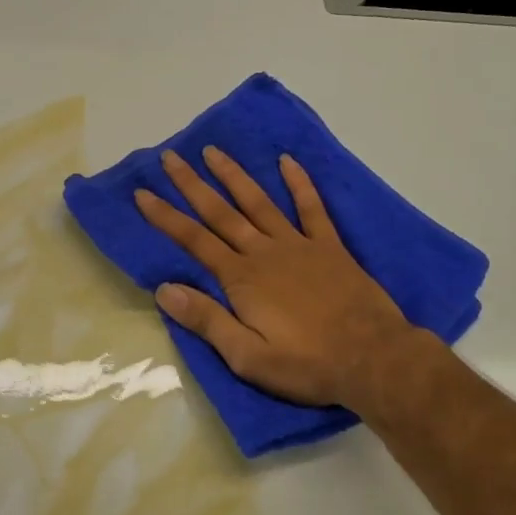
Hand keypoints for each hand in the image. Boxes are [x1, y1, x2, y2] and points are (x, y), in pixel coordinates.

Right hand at [134, 146, 439, 412]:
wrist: (372, 358)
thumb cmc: (306, 363)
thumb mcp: (247, 357)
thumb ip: (207, 320)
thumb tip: (164, 289)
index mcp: (241, 279)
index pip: (194, 241)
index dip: (166, 216)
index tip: (143, 193)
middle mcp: (264, 252)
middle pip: (220, 212)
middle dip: (192, 184)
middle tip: (170, 157)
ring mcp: (298, 244)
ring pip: (258, 202)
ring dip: (233, 175)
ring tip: (213, 151)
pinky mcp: (329, 246)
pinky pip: (311, 207)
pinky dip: (299, 183)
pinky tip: (287, 161)